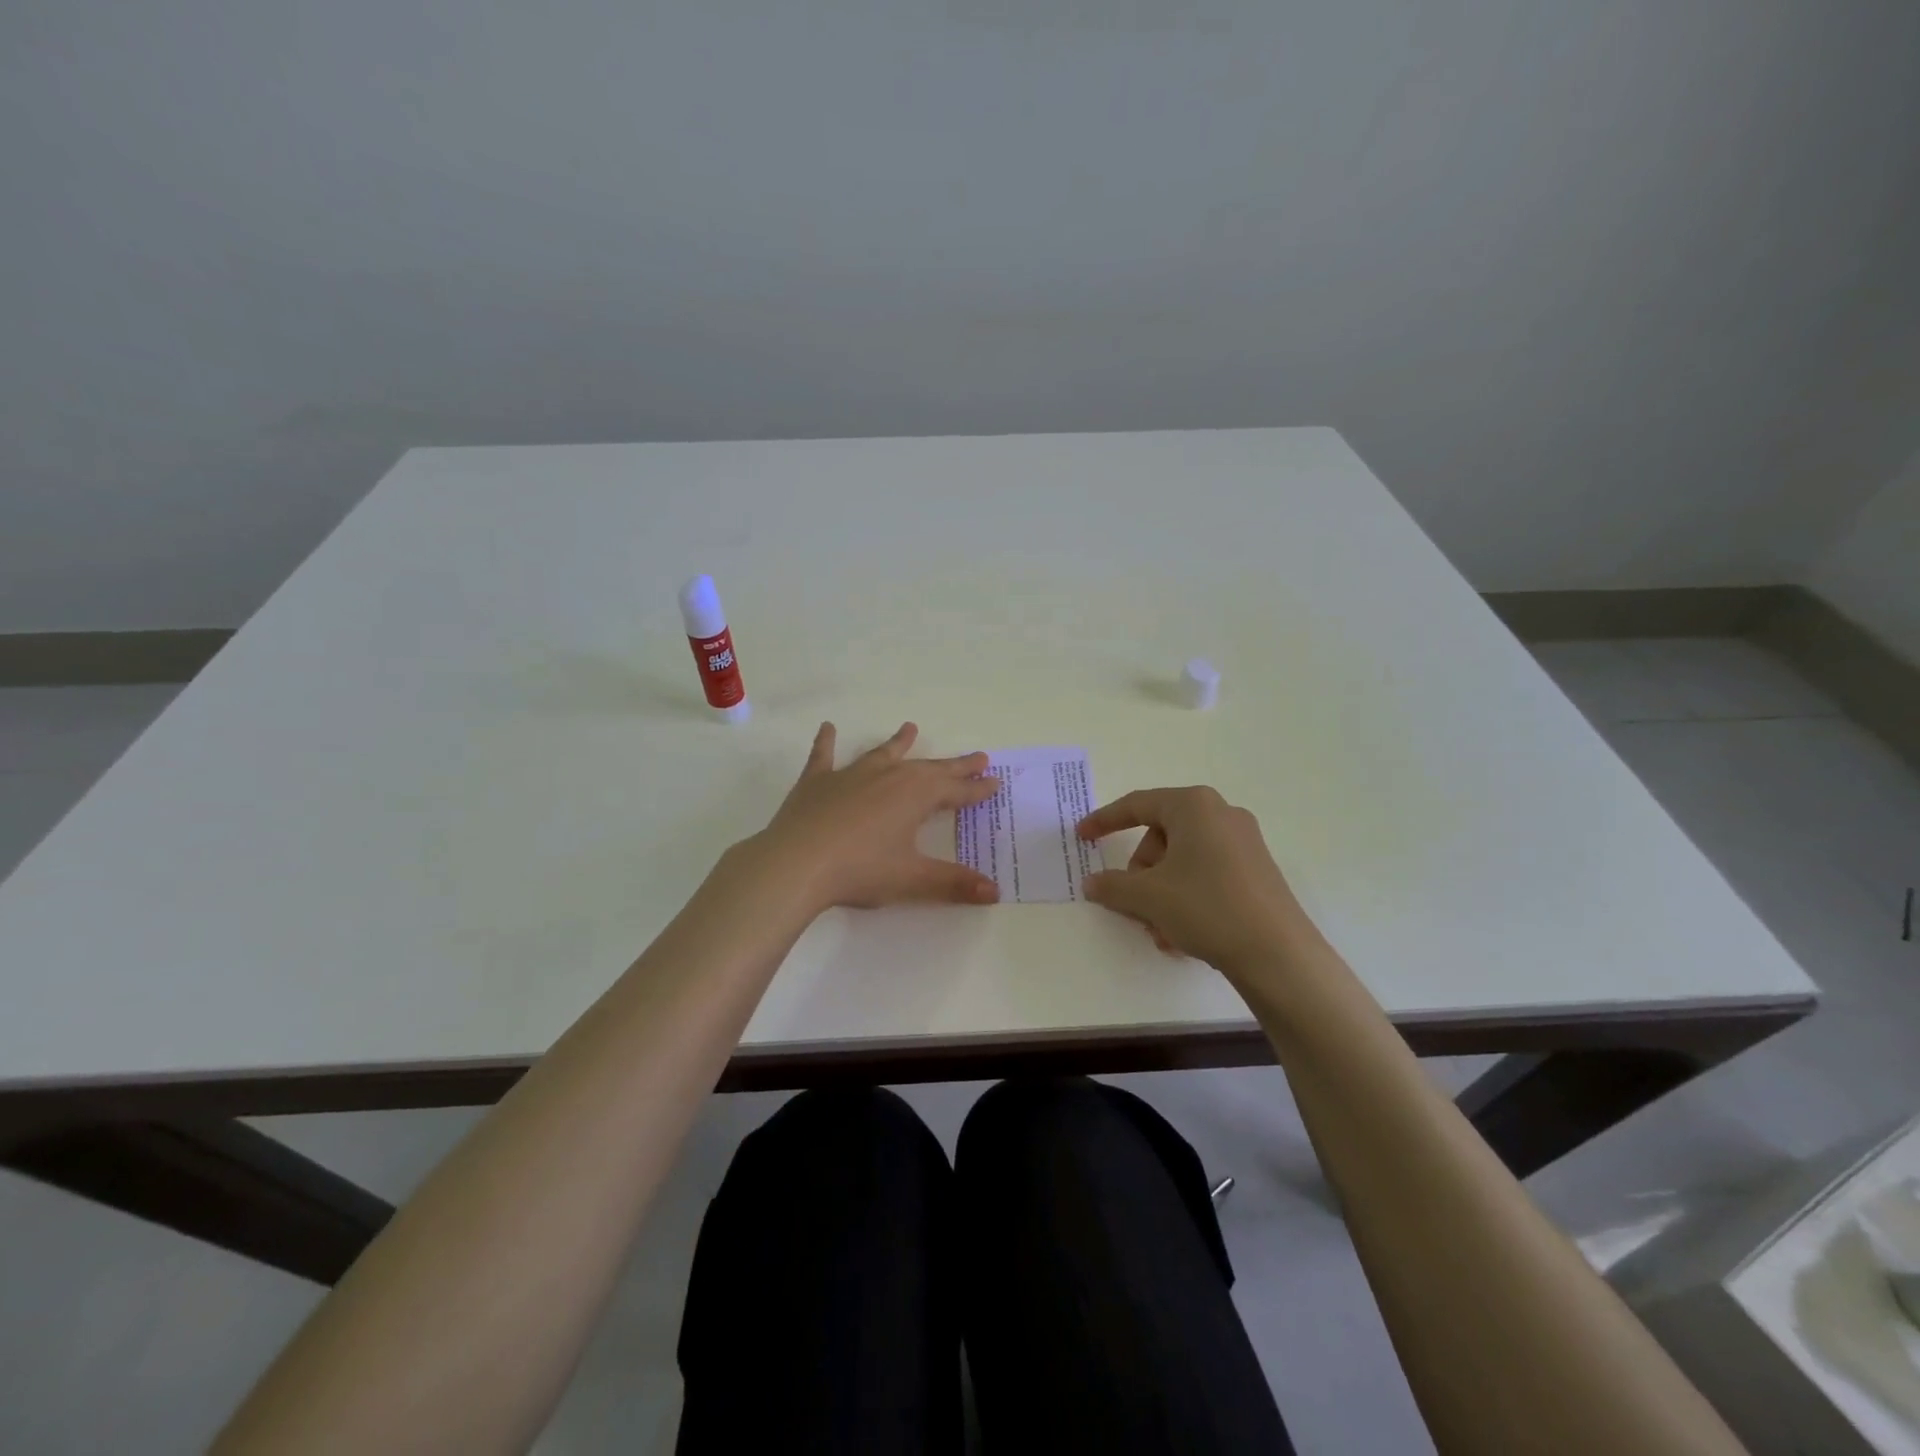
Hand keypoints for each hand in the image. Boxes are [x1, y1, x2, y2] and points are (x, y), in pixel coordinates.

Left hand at [752, 722, 1000, 912]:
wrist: (796, 863)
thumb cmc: (860, 870)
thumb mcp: (912, 879)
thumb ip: (953, 883)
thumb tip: (994, 893)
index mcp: (915, 795)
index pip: (955, 791)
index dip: (976, 790)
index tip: (995, 783)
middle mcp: (887, 777)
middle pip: (928, 768)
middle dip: (954, 766)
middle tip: (977, 757)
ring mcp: (850, 775)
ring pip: (881, 754)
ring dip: (898, 743)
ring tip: (910, 728)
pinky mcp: (817, 782)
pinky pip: (824, 756)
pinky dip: (826, 742)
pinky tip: (827, 727)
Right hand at [1076, 786, 1318, 976]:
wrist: (1278, 954)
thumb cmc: (1206, 908)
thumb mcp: (1148, 897)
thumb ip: (1112, 885)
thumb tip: (1092, 883)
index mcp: (1194, 806)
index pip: (1137, 805)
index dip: (1104, 821)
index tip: (1082, 837)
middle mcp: (1221, 814)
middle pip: (1160, 836)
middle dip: (1141, 874)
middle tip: (1134, 905)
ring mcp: (1243, 842)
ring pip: (1181, 860)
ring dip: (1161, 893)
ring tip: (1161, 931)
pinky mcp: (1256, 870)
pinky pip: (1205, 873)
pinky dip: (1185, 898)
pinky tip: (1183, 935)